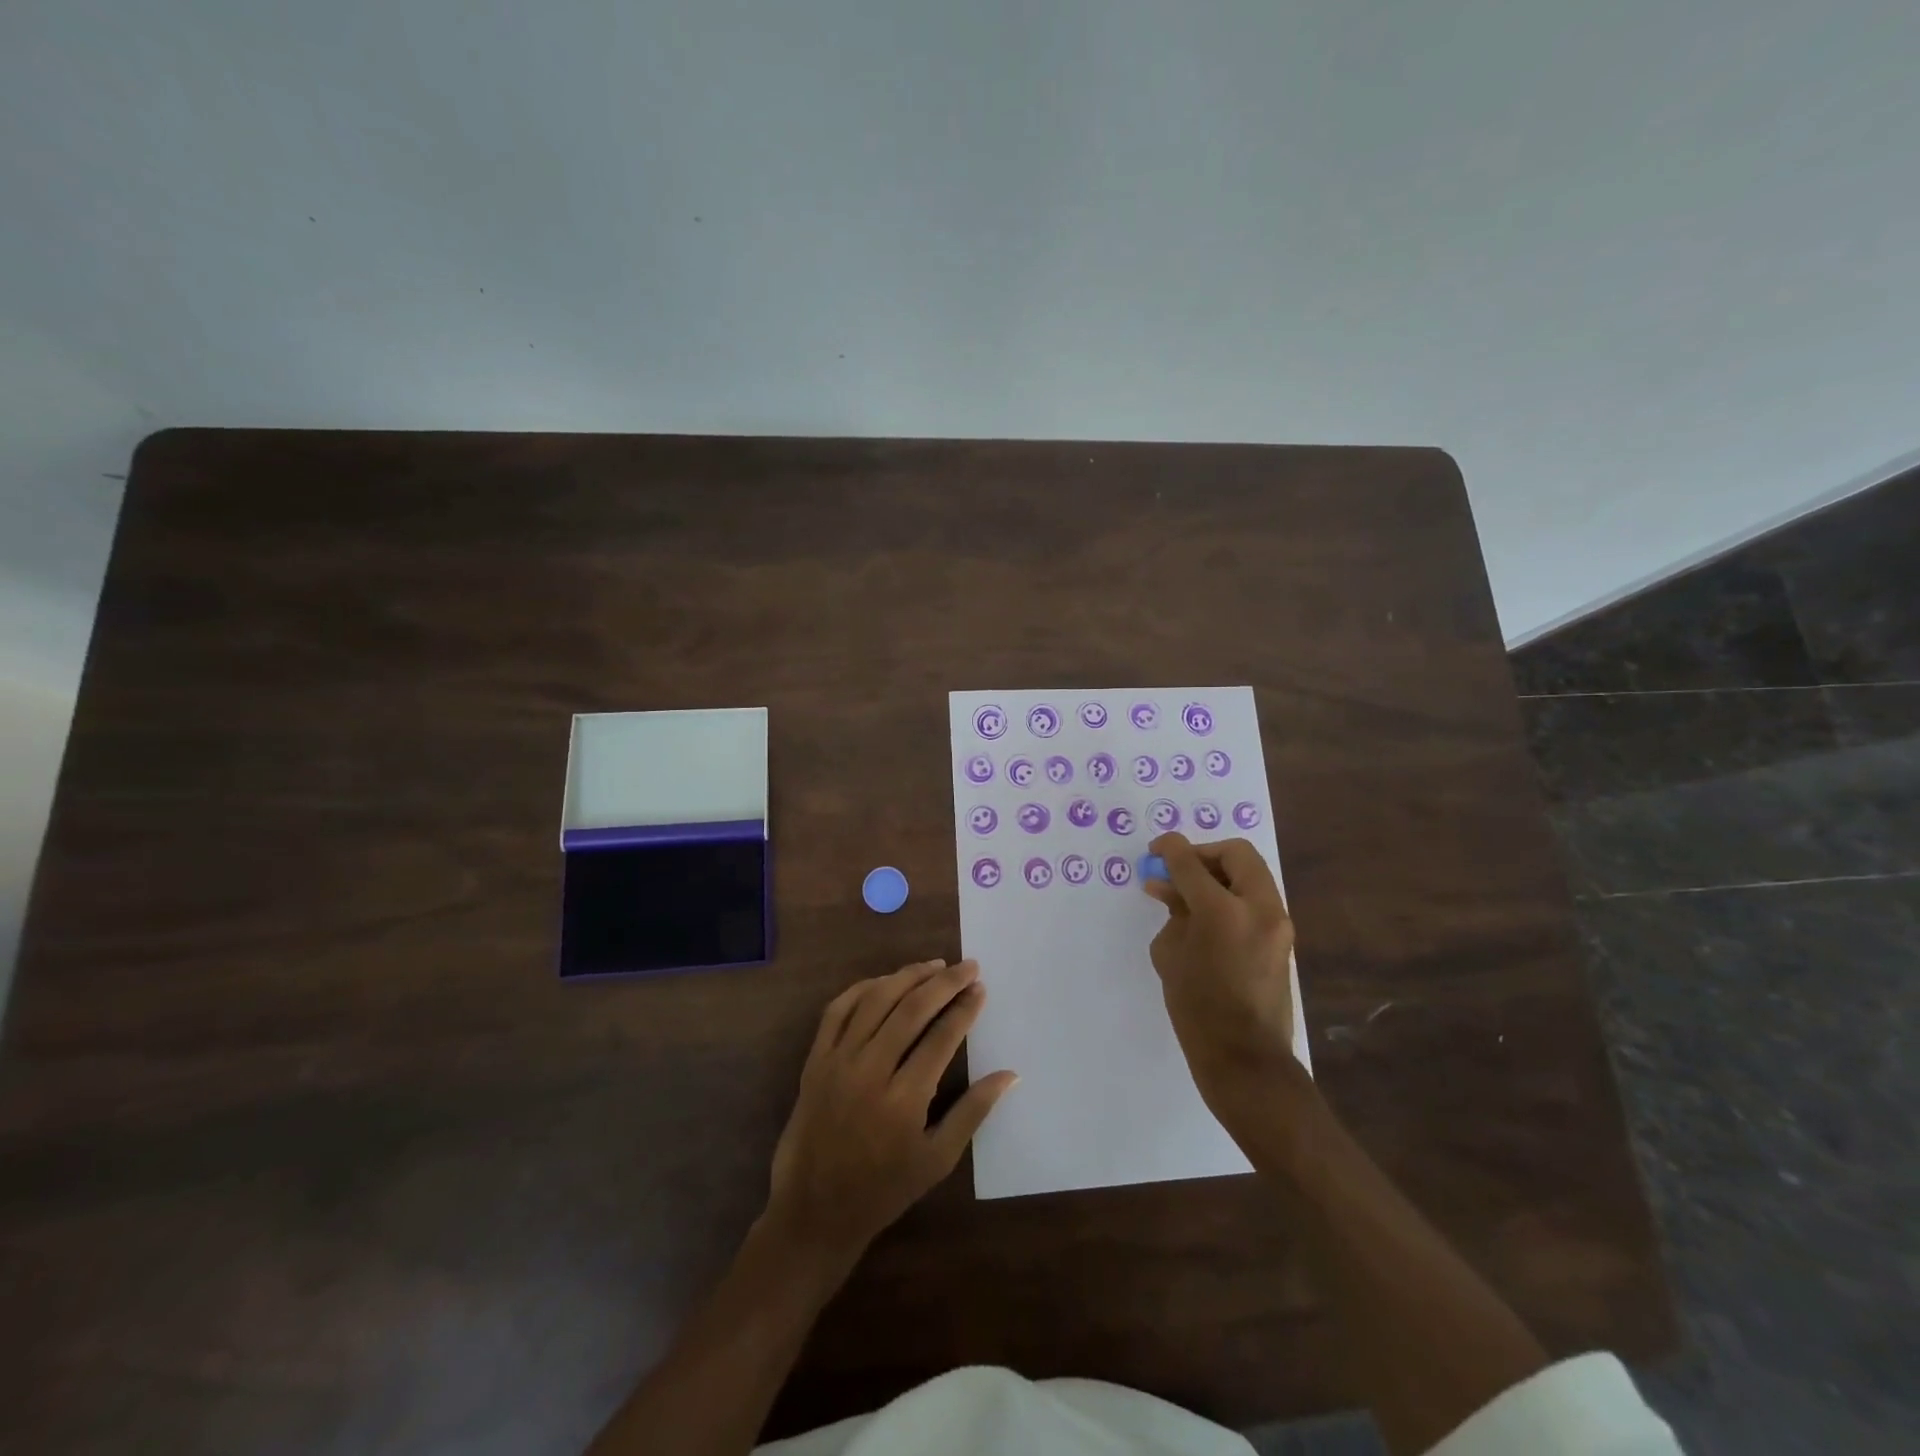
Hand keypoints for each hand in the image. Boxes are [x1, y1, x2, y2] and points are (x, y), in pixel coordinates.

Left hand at [766, 959, 1017, 1263]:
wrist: (813, 1211)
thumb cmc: (882, 1190)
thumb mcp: (937, 1161)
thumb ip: (973, 1112)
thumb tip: (1010, 1074)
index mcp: (904, 1100)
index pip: (942, 1037)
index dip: (965, 1008)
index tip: (981, 988)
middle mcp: (870, 1071)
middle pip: (911, 1009)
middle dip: (945, 982)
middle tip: (968, 966)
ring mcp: (838, 1061)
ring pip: (876, 1000)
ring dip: (907, 976)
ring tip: (935, 965)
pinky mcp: (815, 1060)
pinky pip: (837, 1010)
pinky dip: (863, 988)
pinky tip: (886, 981)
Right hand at [1143, 833, 1302, 1115]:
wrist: (1245, 1059)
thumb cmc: (1197, 1009)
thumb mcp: (1170, 954)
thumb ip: (1173, 912)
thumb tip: (1170, 888)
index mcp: (1223, 910)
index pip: (1191, 862)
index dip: (1169, 849)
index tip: (1155, 850)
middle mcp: (1259, 908)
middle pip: (1236, 854)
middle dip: (1204, 855)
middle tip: (1179, 871)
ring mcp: (1278, 923)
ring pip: (1251, 874)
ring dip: (1220, 875)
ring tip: (1189, 896)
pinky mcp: (1283, 939)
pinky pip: (1256, 900)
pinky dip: (1232, 896)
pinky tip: (1208, 917)